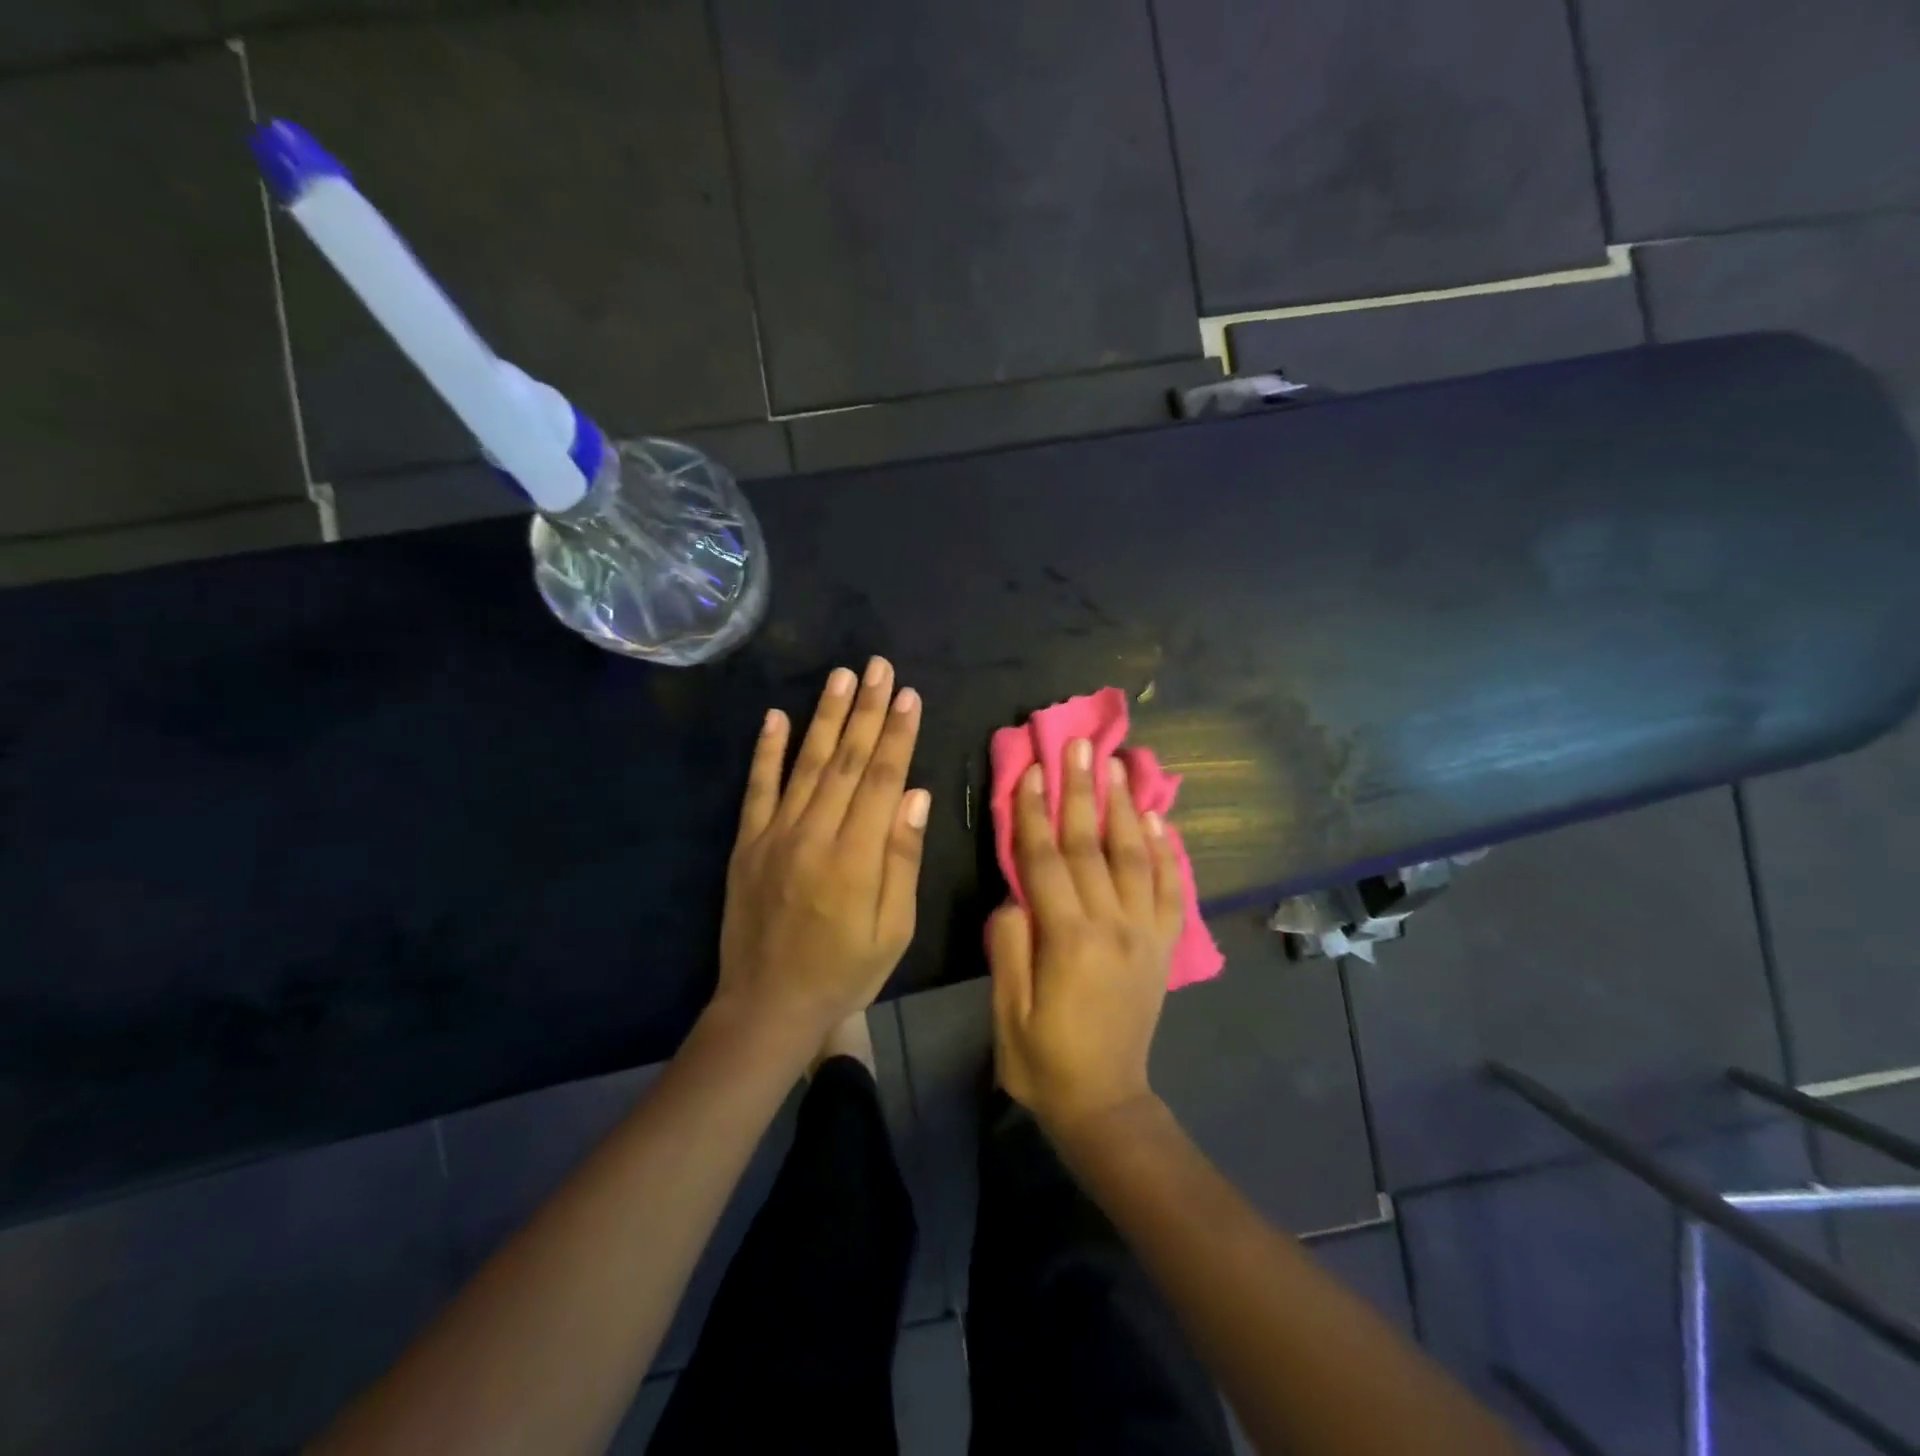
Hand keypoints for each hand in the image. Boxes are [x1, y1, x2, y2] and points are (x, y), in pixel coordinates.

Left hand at [715, 659, 929, 1046]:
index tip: (909, 695)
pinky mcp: (747, 843)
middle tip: (879, 666)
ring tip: (841, 675)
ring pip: (806, 763)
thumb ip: (902, 859)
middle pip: (847, 760)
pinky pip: (757, 788)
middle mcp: (814, 833)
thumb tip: (916, 795)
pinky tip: (776, 717)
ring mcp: (775, 835)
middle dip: (867, 710)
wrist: (767, 1006)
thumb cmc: (845, 971)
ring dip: (825, 716)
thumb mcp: (893, 929)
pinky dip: (766, 751)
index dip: (897, 734)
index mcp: (856, 856)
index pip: (882, 779)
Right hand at [986, 741, 1183, 1137]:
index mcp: (1068, 940)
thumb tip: (1017, 891)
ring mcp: (1146, 933)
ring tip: (1121, 763)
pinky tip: (1161, 817)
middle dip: (1083, 791)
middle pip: (1093, 845)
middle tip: (1080, 744)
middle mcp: (1114, 926)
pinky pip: (1172, 888)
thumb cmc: (1042, 1058)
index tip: (1031, 768)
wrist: (1105, 1102)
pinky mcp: (1165, 945)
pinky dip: (1169, 850)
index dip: (1035, 812)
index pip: (1046, 860)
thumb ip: (1009, 943)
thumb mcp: (1007, 1008)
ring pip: (1137, 856)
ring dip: (1127, 806)